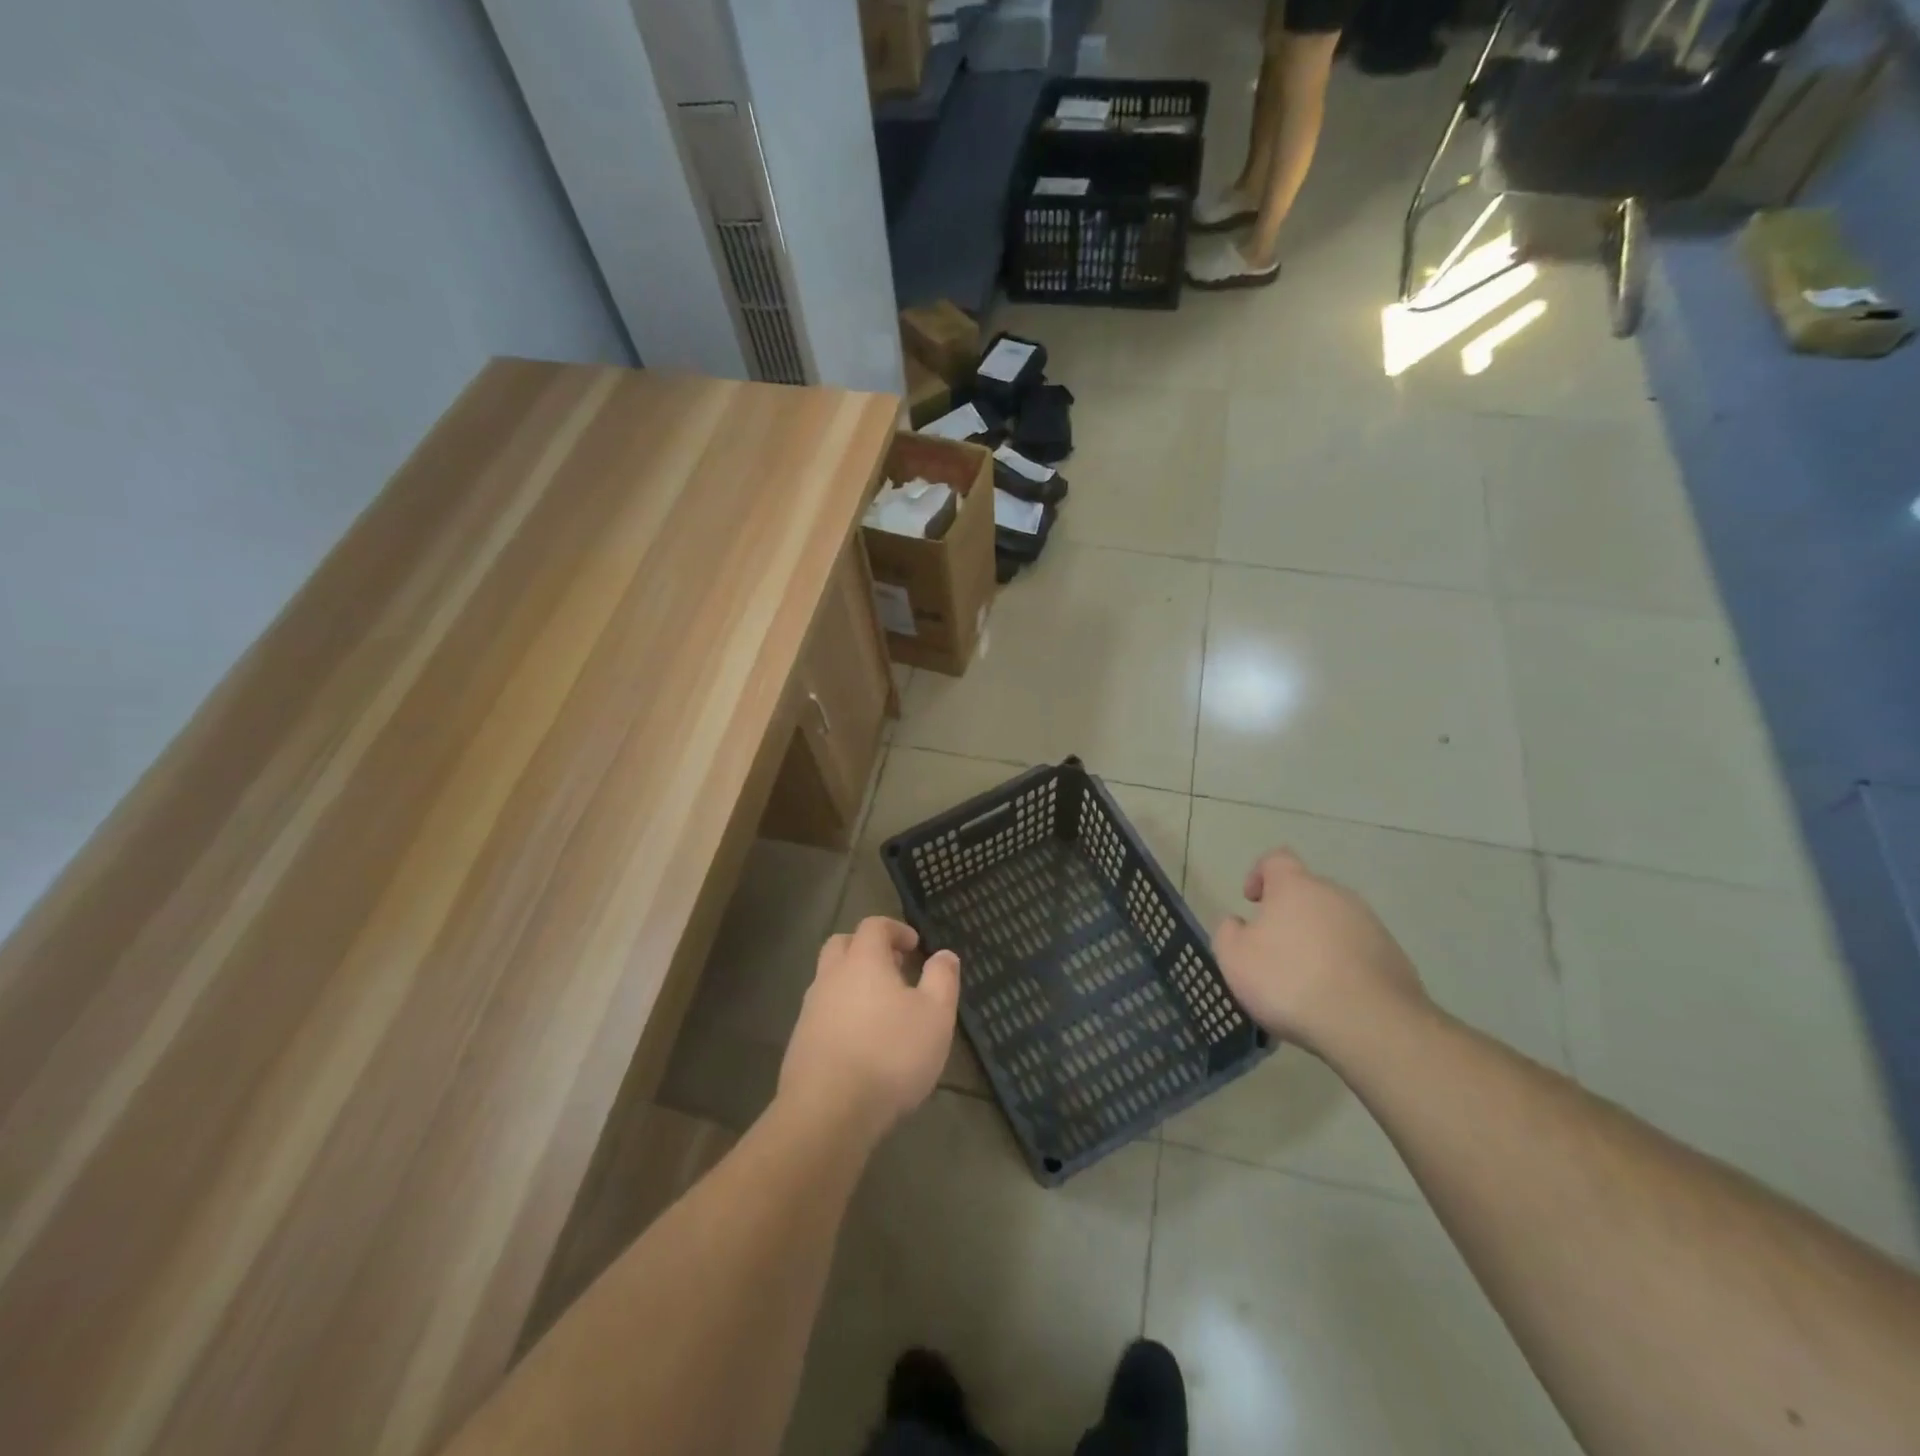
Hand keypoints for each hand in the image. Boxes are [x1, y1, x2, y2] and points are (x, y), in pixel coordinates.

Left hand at [778, 917, 959, 1144]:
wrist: (827, 1112)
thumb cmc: (890, 1055)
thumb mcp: (935, 1016)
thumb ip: (942, 979)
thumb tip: (944, 955)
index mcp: (863, 961)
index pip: (873, 926)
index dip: (894, 929)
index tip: (913, 944)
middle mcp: (830, 977)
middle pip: (841, 945)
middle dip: (866, 948)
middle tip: (893, 967)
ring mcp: (810, 1010)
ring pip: (828, 980)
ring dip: (851, 982)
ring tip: (880, 1008)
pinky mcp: (799, 1042)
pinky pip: (822, 1013)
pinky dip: (840, 1013)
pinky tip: (860, 1041)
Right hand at [1212, 849, 1426, 1055]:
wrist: (1371, 1025)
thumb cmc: (1290, 981)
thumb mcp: (1234, 958)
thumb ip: (1228, 932)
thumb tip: (1238, 924)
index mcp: (1295, 886)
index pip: (1275, 859)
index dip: (1259, 874)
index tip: (1252, 901)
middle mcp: (1336, 895)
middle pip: (1308, 892)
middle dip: (1289, 913)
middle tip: (1273, 948)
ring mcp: (1371, 925)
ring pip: (1335, 922)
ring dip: (1317, 940)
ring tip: (1304, 980)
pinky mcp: (1394, 957)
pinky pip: (1358, 951)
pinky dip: (1343, 965)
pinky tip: (1333, 997)